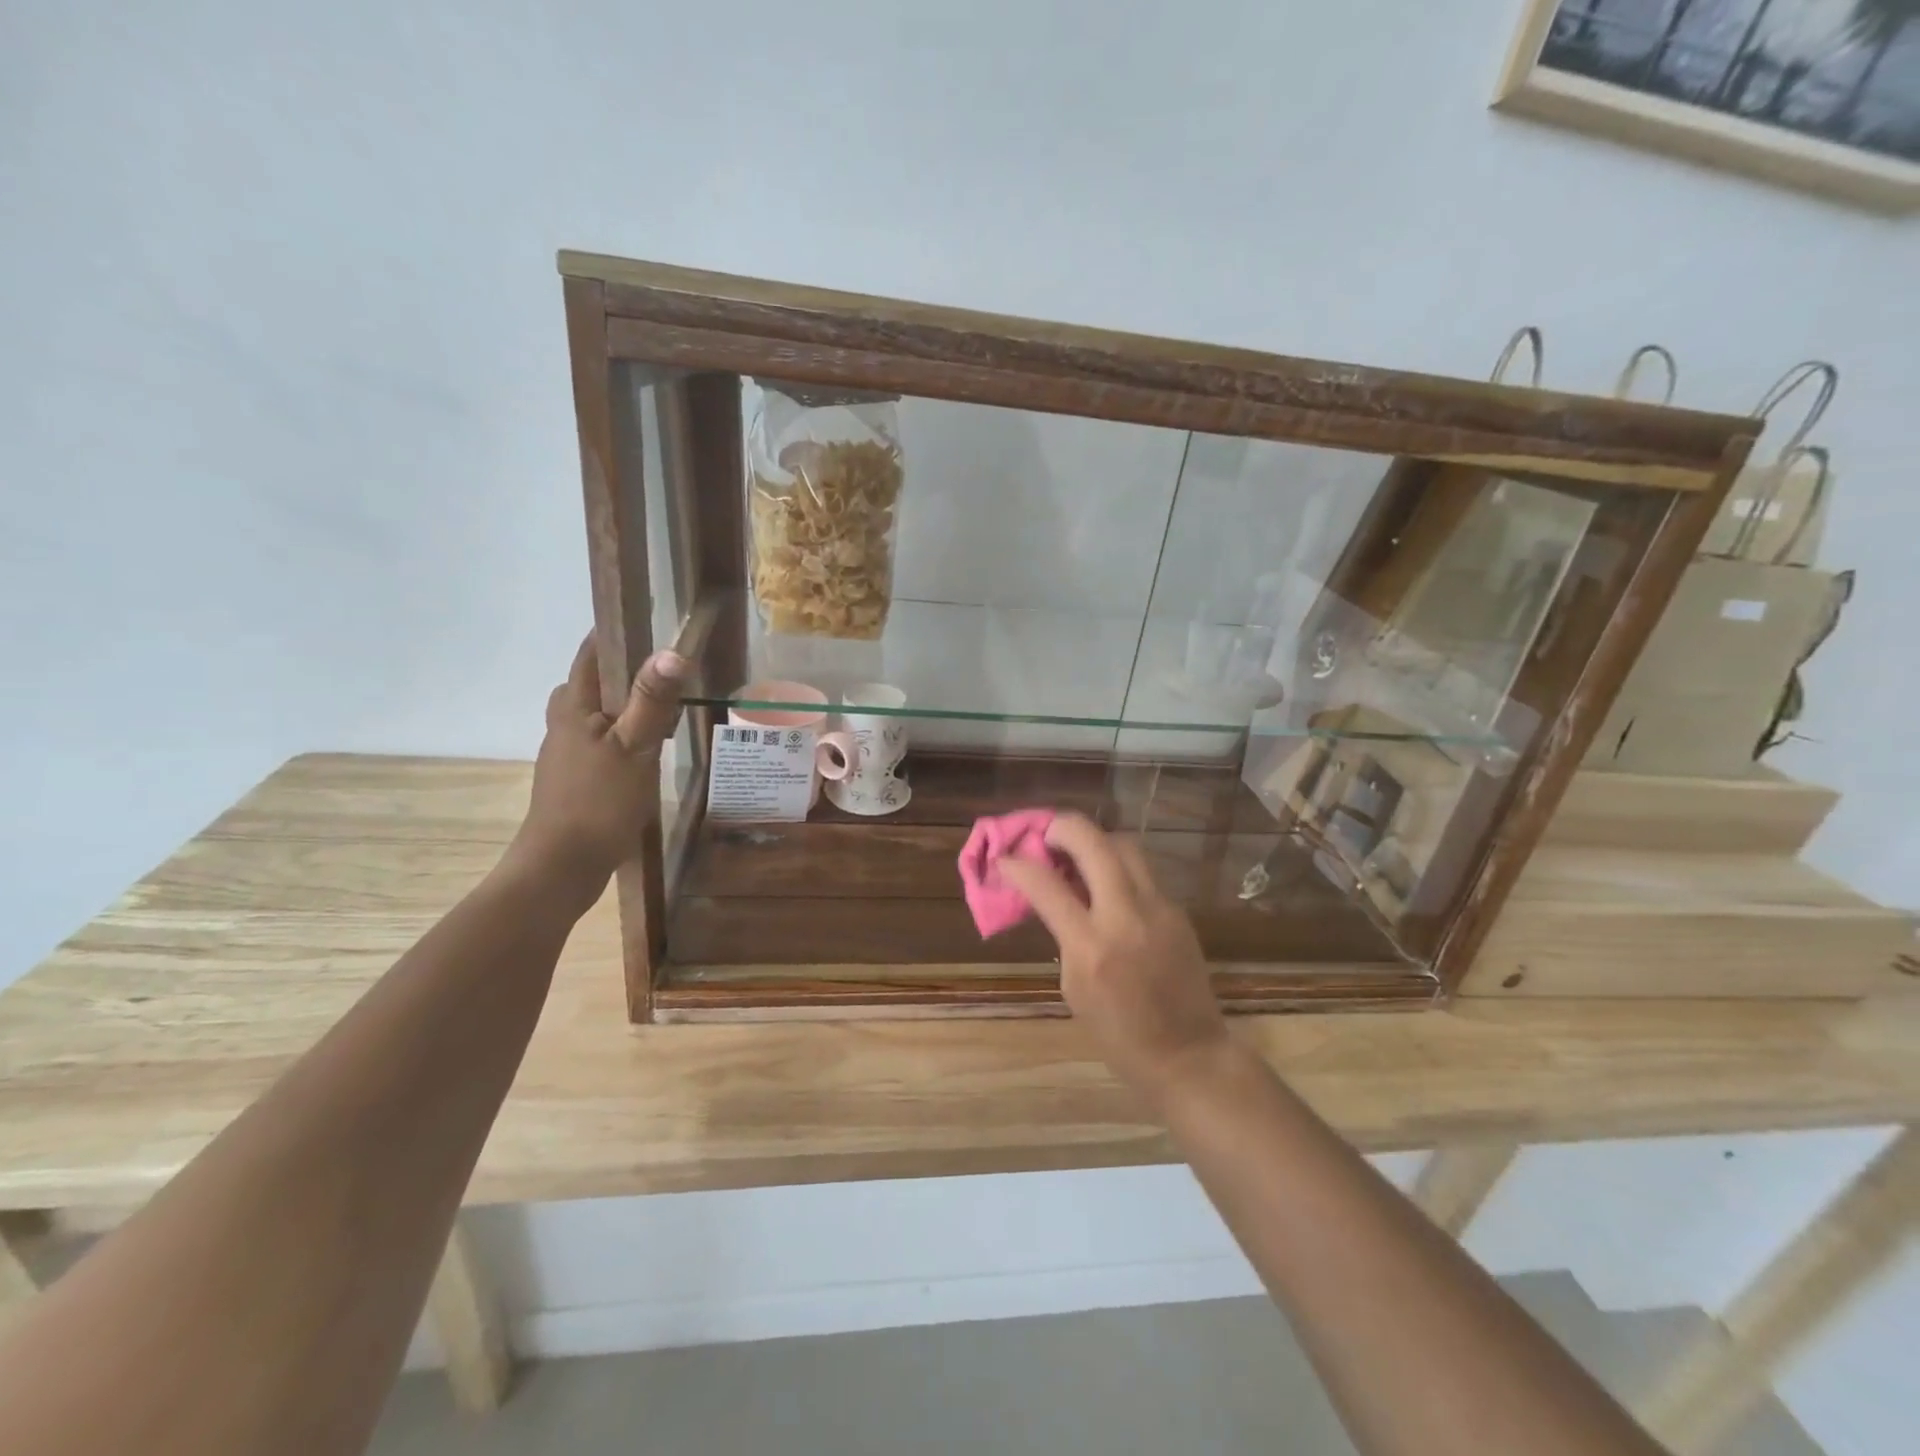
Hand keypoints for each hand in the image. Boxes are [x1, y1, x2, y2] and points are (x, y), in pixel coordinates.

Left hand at [509, 633, 686, 891]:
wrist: (562, 866)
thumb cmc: (597, 802)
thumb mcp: (634, 748)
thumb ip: (652, 701)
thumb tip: (672, 651)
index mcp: (573, 708)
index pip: (591, 654)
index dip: (615, 631)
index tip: (649, 616)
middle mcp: (565, 724)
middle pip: (591, 683)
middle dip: (624, 669)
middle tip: (665, 666)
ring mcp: (568, 754)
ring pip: (597, 714)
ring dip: (626, 704)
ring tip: (666, 705)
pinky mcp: (577, 780)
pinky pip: (603, 742)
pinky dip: (625, 734)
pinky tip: (649, 751)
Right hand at [999, 813, 1229, 1102]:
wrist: (1188, 1055)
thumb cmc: (1119, 1034)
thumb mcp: (1073, 987)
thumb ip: (1063, 934)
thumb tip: (1050, 895)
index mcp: (1091, 946)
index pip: (1045, 884)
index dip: (1017, 864)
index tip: (1004, 859)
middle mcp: (1126, 915)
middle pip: (1093, 841)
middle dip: (1061, 828)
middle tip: (1044, 837)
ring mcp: (1158, 908)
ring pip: (1124, 844)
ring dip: (1094, 840)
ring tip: (1076, 855)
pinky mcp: (1177, 910)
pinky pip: (1142, 871)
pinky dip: (1117, 866)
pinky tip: (1106, 885)